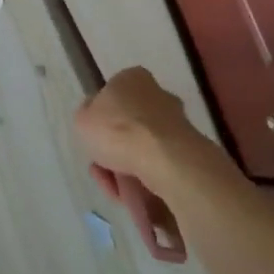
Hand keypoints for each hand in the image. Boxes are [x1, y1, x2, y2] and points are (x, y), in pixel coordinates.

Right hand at [73, 66, 230, 203]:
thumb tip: (95, 117)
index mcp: (133, 78)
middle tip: (101, 166)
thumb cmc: (117, 129)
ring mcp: (178, 126)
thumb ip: (87, 115)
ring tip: (113, 187)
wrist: (165, 161)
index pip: (114, 93)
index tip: (94, 135)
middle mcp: (160, 96)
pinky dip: (143, 180)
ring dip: (125, 168)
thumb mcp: (82, 118)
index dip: (101, 116)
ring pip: (143, 149)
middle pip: (130, 124)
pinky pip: (158, 167)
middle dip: (115, 146)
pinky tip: (129, 194)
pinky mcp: (191, 154)